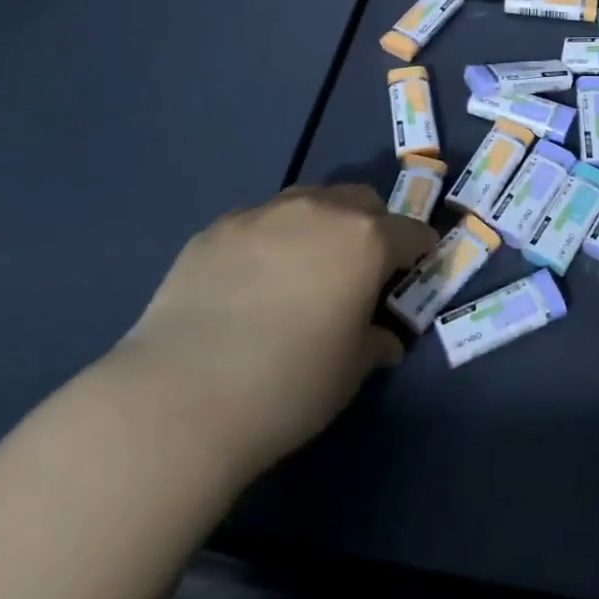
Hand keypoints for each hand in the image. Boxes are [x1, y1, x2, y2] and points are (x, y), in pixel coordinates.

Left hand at [105, 185, 434, 483]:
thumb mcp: (350, 372)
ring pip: (309, 200)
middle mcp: (319, 211)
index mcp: (365, 240)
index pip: (411, 232)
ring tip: (303, 269)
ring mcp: (263, 213)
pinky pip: (260, 221)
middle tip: (360, 270)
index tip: (414, 273)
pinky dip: (271, 240)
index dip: (419, 252)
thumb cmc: (288, 386)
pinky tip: (249, 282)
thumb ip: (375, 342)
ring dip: (321, 224)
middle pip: (362, 201)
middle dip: (372, 227)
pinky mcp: (217, 228)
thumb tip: (383, 339)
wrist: (179, 398)